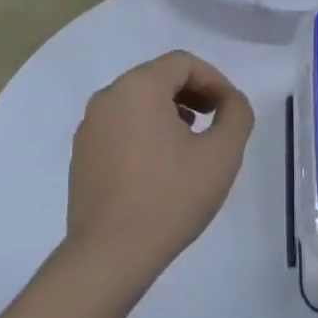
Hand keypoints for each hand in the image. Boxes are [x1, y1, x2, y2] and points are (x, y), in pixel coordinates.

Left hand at [64, 51, 254, 294]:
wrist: (110, 255)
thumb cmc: (170, 197)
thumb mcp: (222, 154)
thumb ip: (236, 114)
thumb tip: (230, 101)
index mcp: (138, 87)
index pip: (183, 62)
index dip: (214, 79)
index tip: (230, 109)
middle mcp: (108, 97)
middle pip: (158, 77)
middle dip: (192, 93)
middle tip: (214, 120)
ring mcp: (89, 126)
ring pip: (137, 101)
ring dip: (169, 111)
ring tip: (190, 143)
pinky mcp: (81, 154)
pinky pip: (119, 126)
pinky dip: (144, 131)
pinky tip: (160, 165)